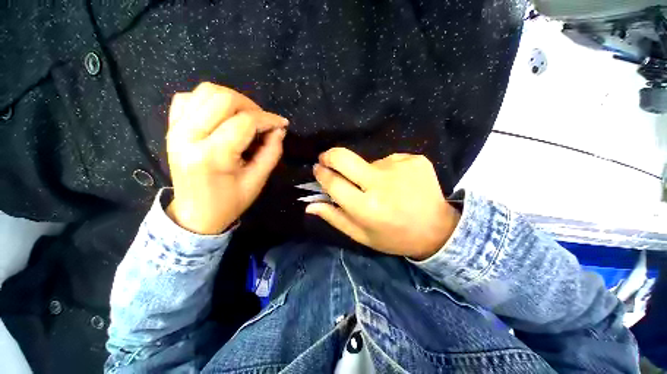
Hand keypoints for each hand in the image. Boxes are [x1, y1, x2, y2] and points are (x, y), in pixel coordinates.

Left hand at [166, 83, 288, 233]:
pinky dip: (209, 101)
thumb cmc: (230, 202)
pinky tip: (221, 116)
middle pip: (223, 99)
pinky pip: (188, 98)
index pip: (244, 122)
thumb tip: (279, 130)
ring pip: (205, 92)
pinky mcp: (171, 129)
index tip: (281, 124)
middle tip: (263, 121)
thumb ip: (272, 152)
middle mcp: (188, 136)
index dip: (268, 119)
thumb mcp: (257, 180)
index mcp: (212, 155)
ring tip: (245, 116)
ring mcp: (175, 130)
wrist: (196, 214)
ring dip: (232, 100)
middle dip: (251, 106)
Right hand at [305, 148, 459, 259]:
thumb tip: (309, 204)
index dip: (321, 174)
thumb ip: (334, 218)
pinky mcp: (415, 159)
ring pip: (368, 162)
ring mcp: (400, 168)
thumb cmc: (395, 237)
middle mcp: (381, 184)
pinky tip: (398, 183)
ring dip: (366, 171)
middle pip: (344, 158)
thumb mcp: (362, 235)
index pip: (333, 183)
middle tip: (327, 159)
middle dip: (330, 156)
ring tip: (381, 187)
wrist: (438, 230)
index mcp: (367, 208)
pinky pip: (389, 160)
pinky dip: (387, 169)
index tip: (317, 169)